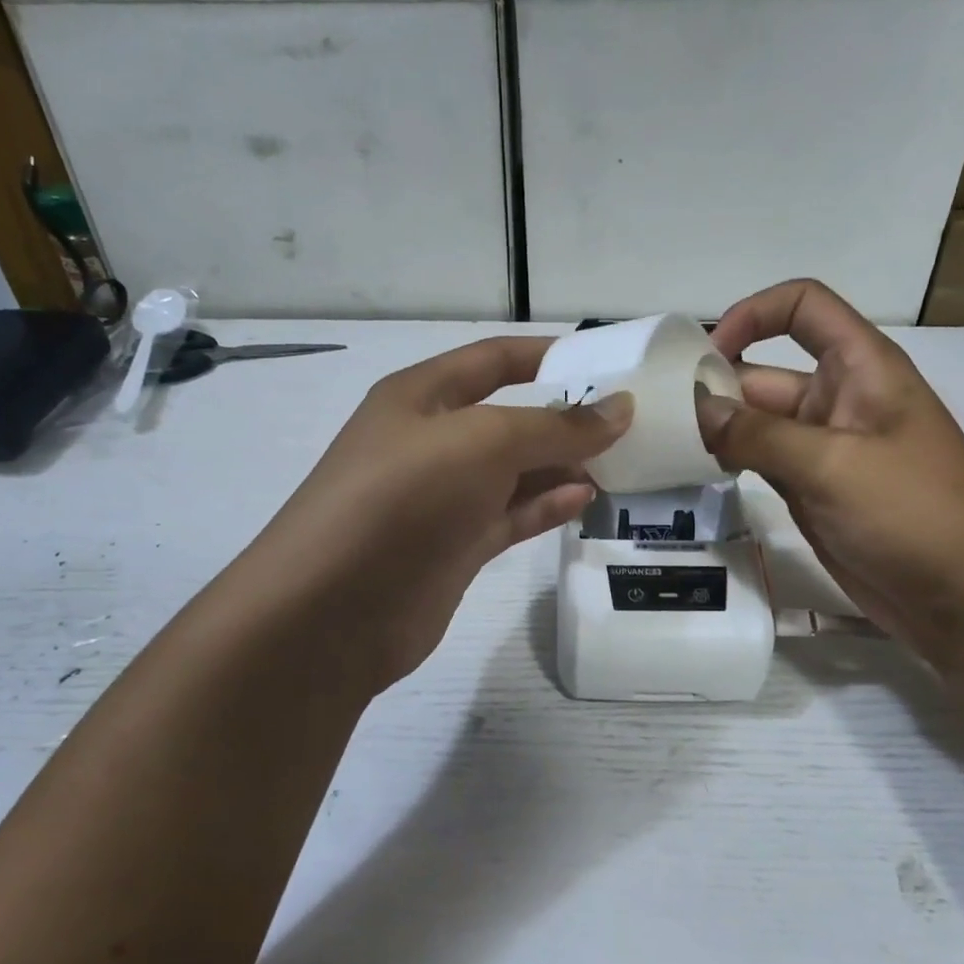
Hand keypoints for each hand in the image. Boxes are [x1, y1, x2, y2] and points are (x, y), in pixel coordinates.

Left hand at [238, 337, 631, 695]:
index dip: (547, 354)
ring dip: (562, 467)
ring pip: (513, 473)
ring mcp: (442, 499)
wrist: (335, 609)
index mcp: (421, 396)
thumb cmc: (404, 498)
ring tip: (620, 465)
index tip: (606, 361)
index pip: (492, 360)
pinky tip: (585, 500)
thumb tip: (620, 410)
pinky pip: (509, 516)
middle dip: (564, 419)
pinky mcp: (454, 547)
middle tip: (629, 425)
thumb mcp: (484, 443)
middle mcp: (430, 442)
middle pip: (508, 419)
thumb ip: (556, 427)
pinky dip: (545, 507)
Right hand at [700, 280, 963, 668]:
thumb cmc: (913, 513)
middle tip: (660, 417)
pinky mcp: (811, 491)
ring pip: (757, 423)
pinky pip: (761, 462)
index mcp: (861, 368)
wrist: (963, 597)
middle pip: (766, 372)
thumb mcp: (833, 465)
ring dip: (717, 429)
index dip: (753, 315)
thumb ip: (759, 434)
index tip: (706, 355)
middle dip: (717, 386)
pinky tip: (695, 473)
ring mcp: (823, 449)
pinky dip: (730, 463)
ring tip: (665, 444)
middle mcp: (839, 400)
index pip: (804, 307)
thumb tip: (696, 410)